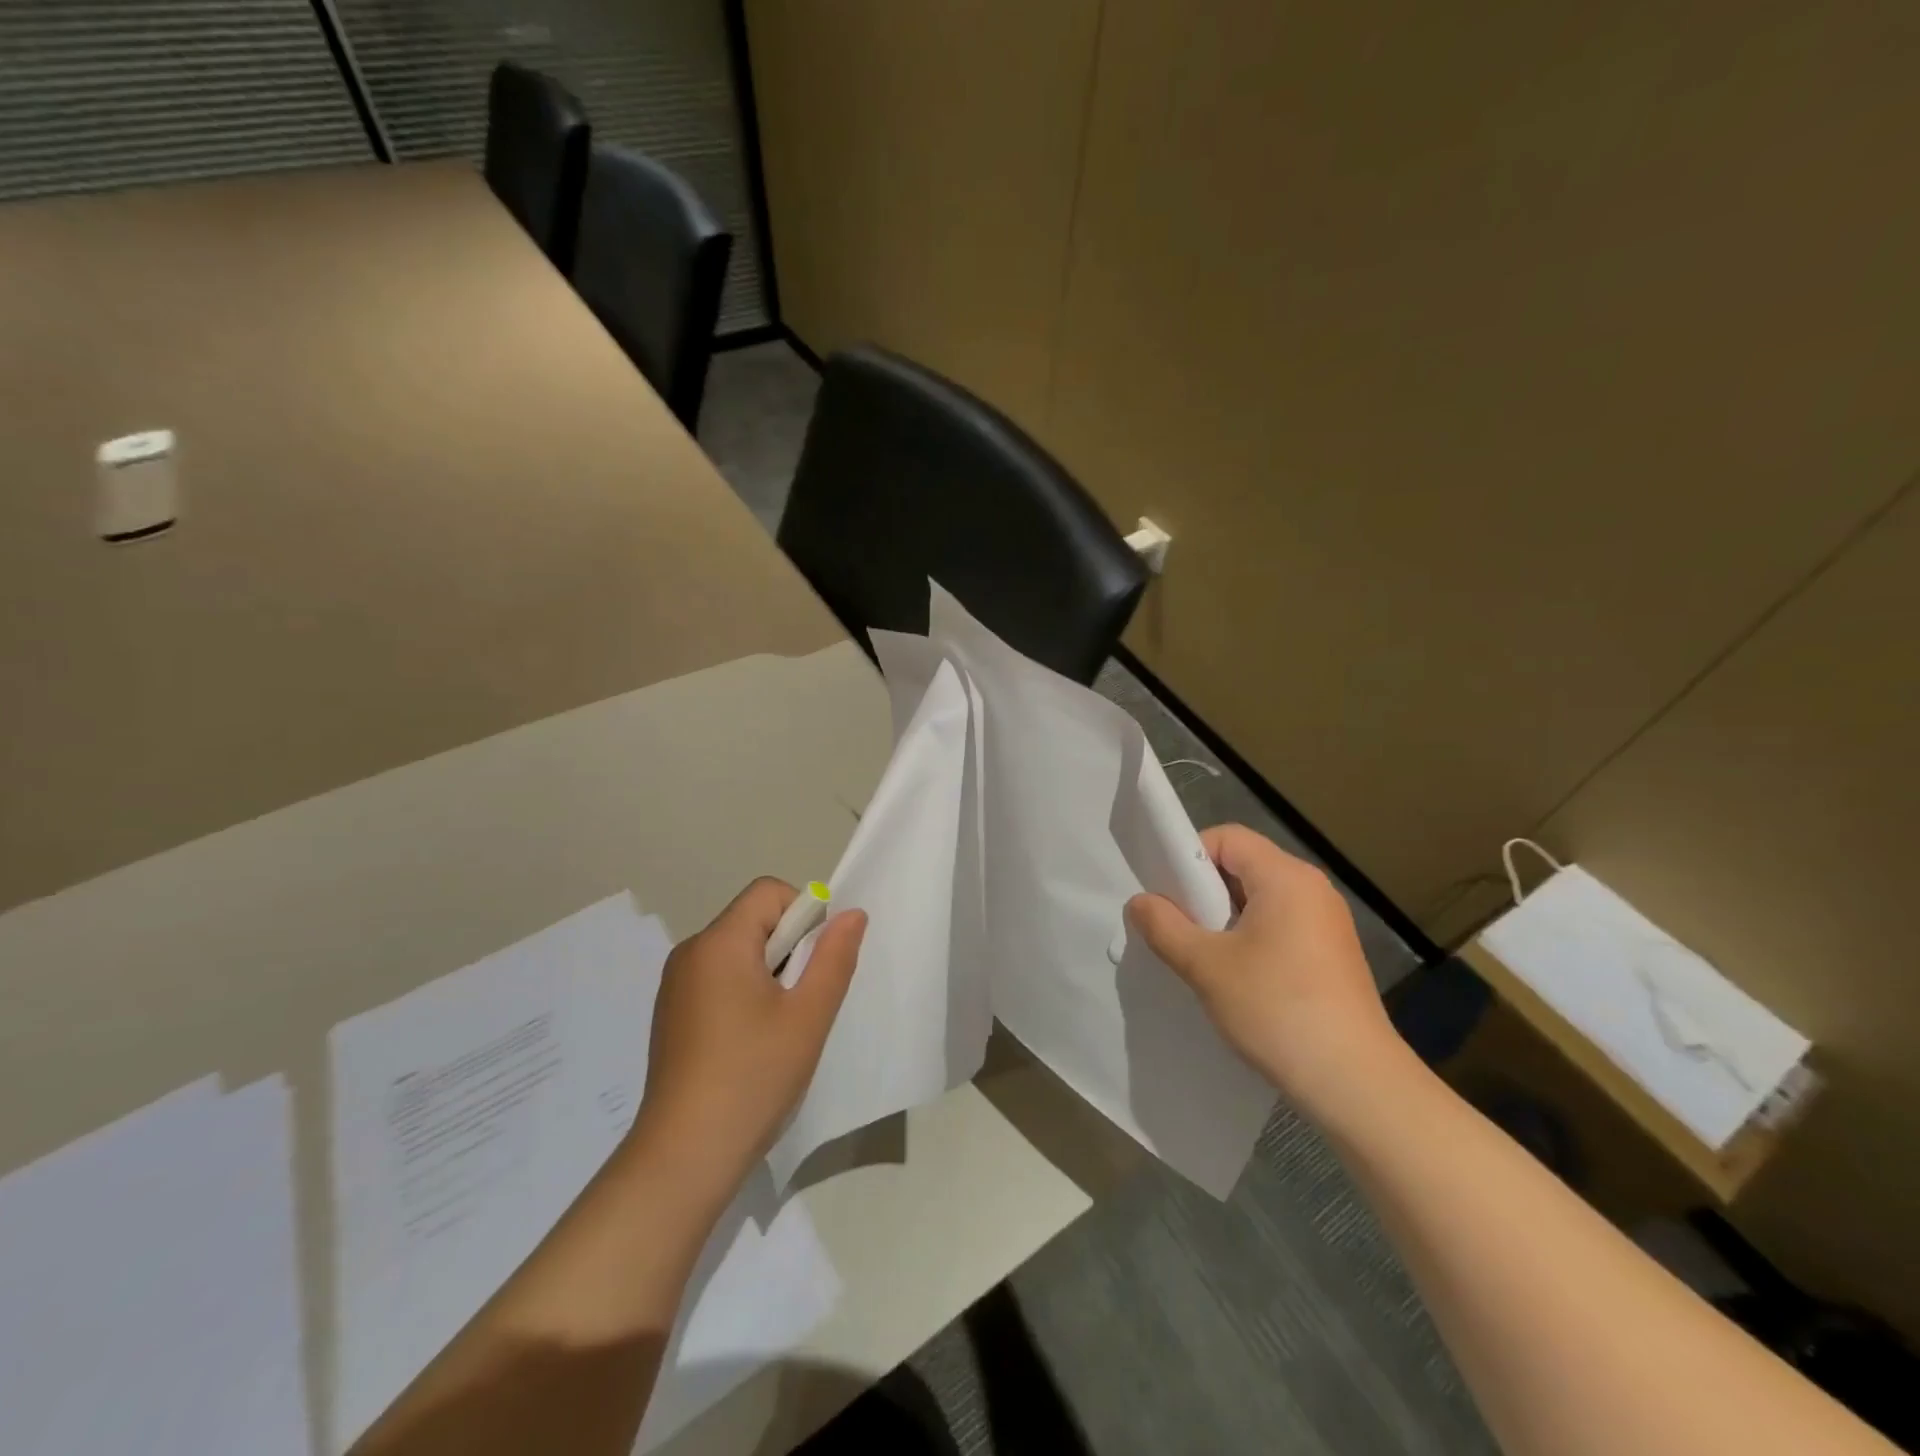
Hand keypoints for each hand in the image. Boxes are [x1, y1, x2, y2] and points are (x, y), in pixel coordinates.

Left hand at [628, 878, 865, 1205]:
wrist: (683, 1158)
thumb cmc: (753, 1076)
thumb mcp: (808, 1015)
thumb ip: (834, 957)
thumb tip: (851, 914)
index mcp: (719, 943)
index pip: (769, 893)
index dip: (804, 914)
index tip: (817, 963)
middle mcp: (691, 953)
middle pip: (753, 921)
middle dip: (789, 949)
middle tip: (804, 1002)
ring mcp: (675, 986)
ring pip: (738, 953)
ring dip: (769, 974)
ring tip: (780, 1028)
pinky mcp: (672, 1016)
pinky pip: (718, 980)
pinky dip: (744, 994)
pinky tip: (752, 1044)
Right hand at [1126, 825, 1402, 1113]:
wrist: (1355, 1083)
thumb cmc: (1276, 1009)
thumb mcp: (1205, 965)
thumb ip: (1164, 926)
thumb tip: (1139, 902)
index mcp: (1285, 877)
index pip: (1227, 838)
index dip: (1189, 857)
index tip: (1167, 896)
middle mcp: (1312, 888)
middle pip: (1243, 865)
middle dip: (1204, 892)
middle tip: (1178, 929)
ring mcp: (1327, 921)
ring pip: (1260, 899)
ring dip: (1225, 919)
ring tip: (1204, 957)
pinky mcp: (1333, 953)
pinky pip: (1280, 925)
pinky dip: (1251, 938)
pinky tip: (1238, 978)